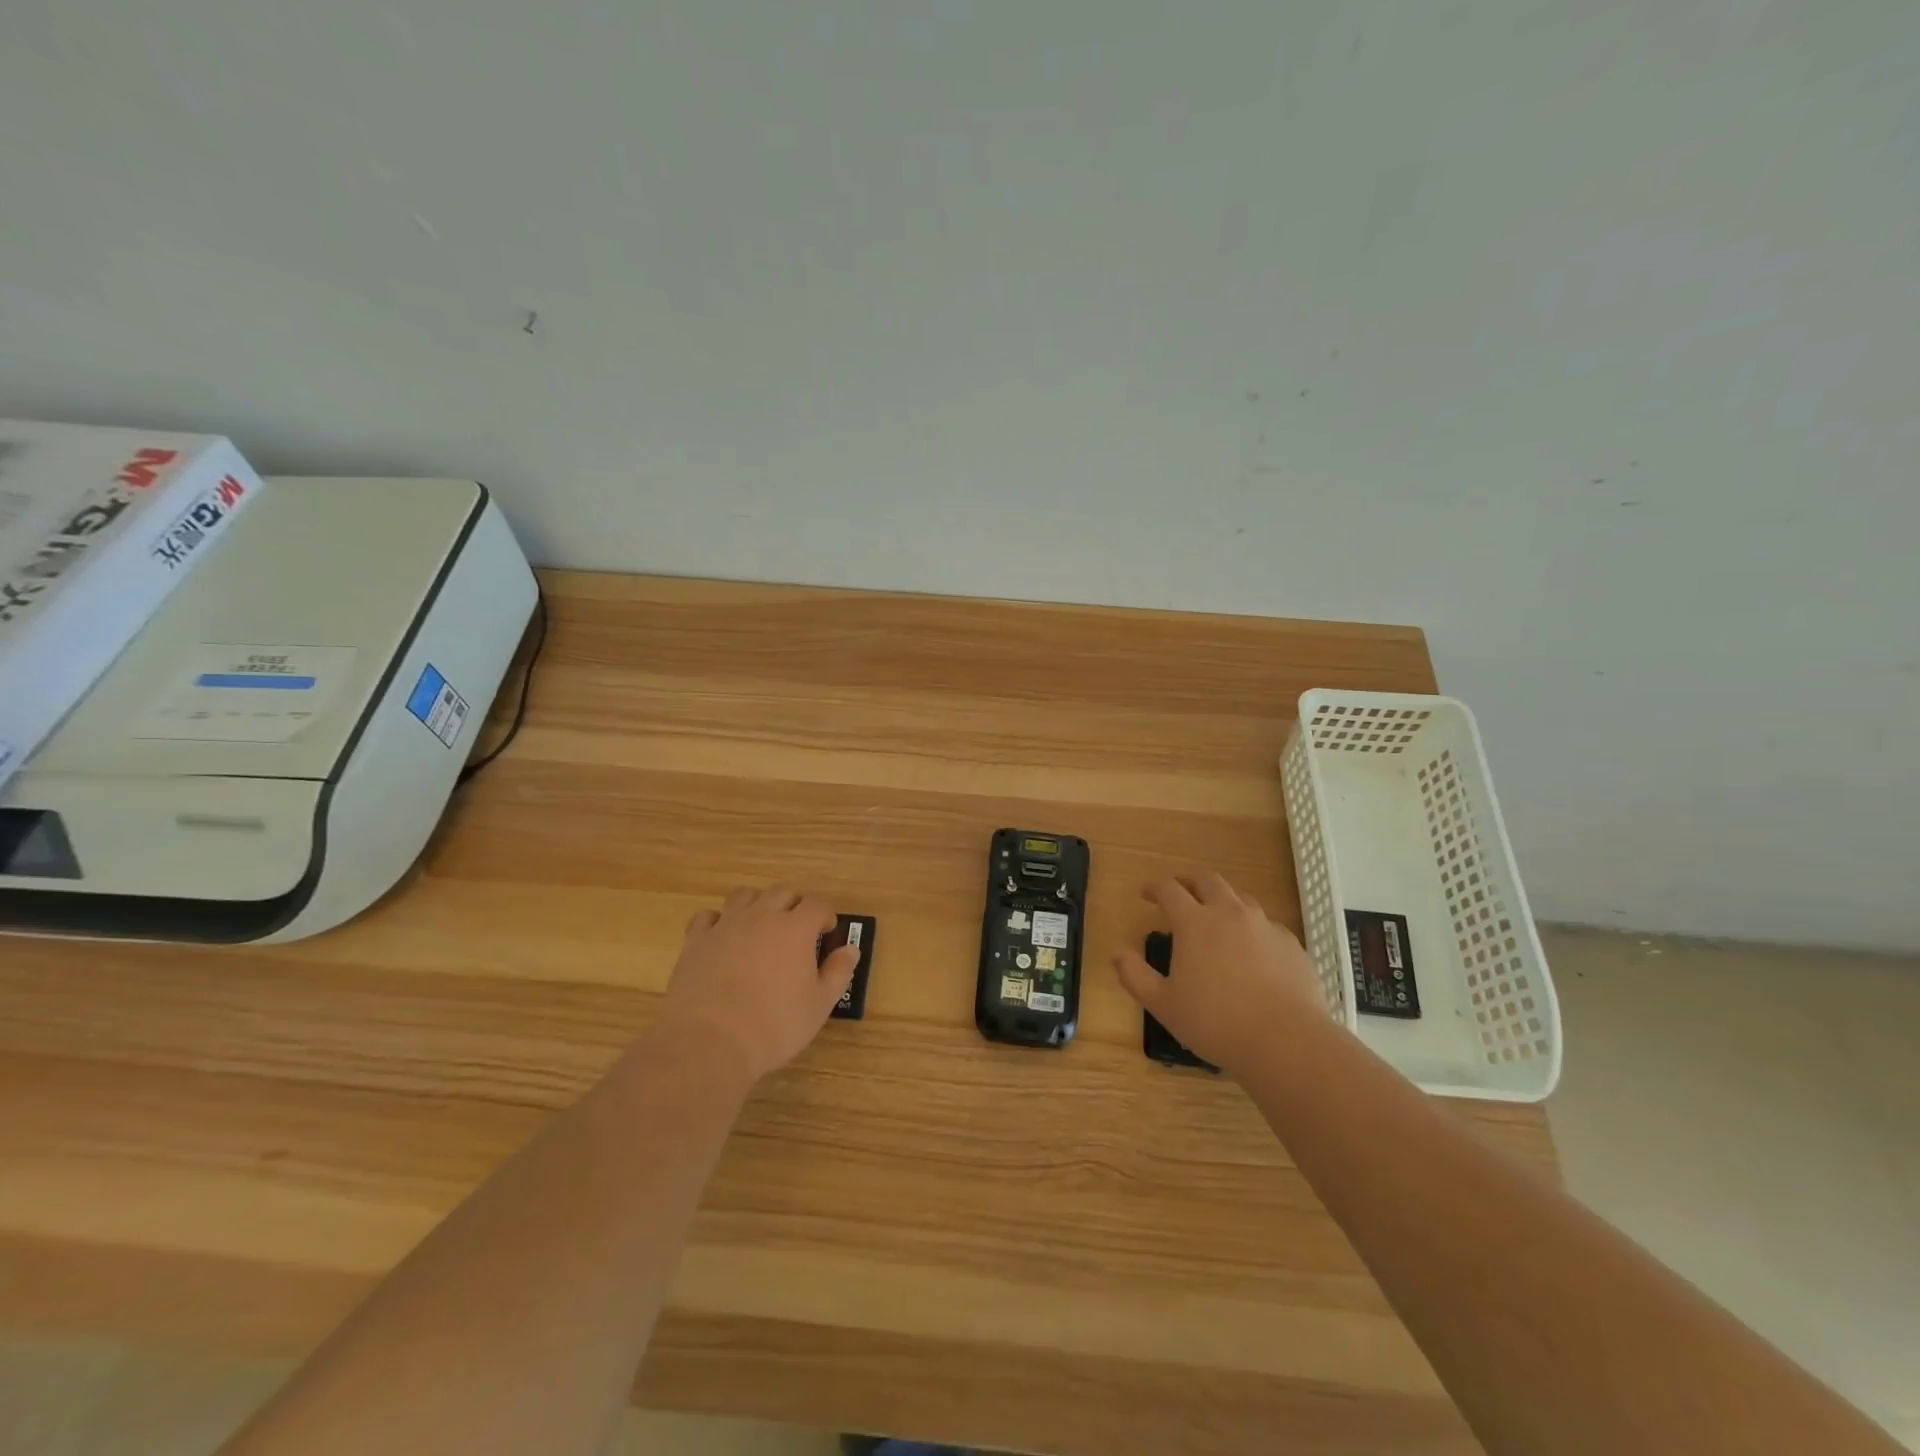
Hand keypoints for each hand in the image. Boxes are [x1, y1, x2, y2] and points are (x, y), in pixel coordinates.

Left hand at [658, 885, 857, 1084]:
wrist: (709, 1042)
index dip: (825, 916)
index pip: (817, 905)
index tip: (826, 933)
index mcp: (796, 928)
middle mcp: (762, 916)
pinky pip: (708, 916)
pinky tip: (723, 938)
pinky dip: (719, 921)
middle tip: (797, 930)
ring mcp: (726, 925)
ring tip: (761, 927)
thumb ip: (838, 972)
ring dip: (758, 904)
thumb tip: (851, 949)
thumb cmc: (774, 1026)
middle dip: (795, 904)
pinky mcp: (696, 940)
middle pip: (782, 891)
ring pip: (745, 895)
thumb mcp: (819, 1006)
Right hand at [1114, 870, 1332, 1073]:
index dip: (1154, 887)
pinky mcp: (1291, 945)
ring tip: (1216, 916)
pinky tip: (1252, 949)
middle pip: (1208, 881)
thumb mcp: (1163, 1004)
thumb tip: (1117, 954)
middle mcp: (1230, 913)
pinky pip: (1267, 925)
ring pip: (1241, 898)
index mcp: (1195, 922)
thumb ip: (1135, 976)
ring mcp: (1265, 926)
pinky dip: (1252, 927)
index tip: (1145, 893)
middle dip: (1189, 881)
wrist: (1287, 1042)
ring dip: (1223, 899)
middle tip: (1180, 891)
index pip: (1169, 890)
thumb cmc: (1215, 1022)